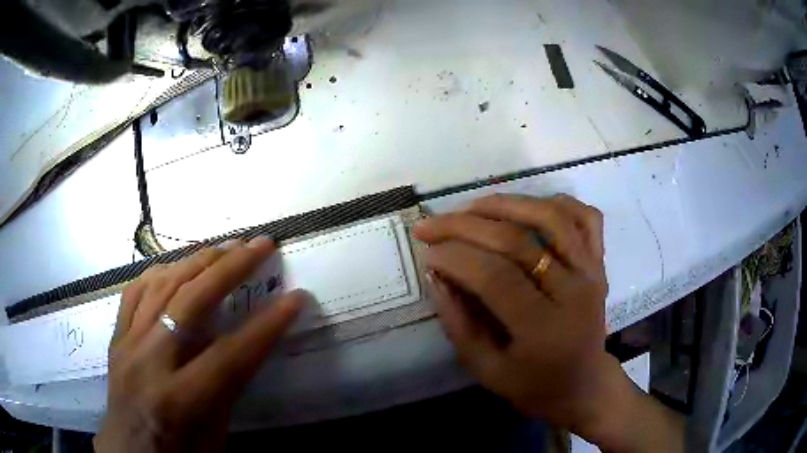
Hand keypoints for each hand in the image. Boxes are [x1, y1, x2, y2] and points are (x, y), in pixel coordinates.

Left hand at [95, 237, 302, 452]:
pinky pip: (134, 291)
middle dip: (230, 269)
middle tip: (259, 244)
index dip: (267, 326)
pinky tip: (178, 264)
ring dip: (197, 260)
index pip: (229, 355)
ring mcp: (127, 344)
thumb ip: (227, 389)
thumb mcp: (214, 436)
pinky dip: (159, 272)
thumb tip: (247, 345)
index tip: (296, 298)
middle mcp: (148, 363)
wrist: (128, 452)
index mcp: (179, 401)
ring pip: (160, 287)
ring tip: (224, 246)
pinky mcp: (116, 337)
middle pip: (190, 303)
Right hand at [414, 194, 683, 451]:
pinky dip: (558, 202)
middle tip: (431, 224)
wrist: (583, 384)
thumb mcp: (485, 369)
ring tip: (470, 207)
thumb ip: (458, 323)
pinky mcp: (600, 263)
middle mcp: (574, 292)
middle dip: (465, 226)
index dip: (455, 258)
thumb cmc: (533, 385)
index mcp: (544, 329)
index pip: (495, 277)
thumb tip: (436, 274)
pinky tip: (528, 206)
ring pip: (551, 217)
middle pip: (518, 240)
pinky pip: (586, 217)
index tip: (426, 254)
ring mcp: (592, 272)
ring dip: (506, 203)